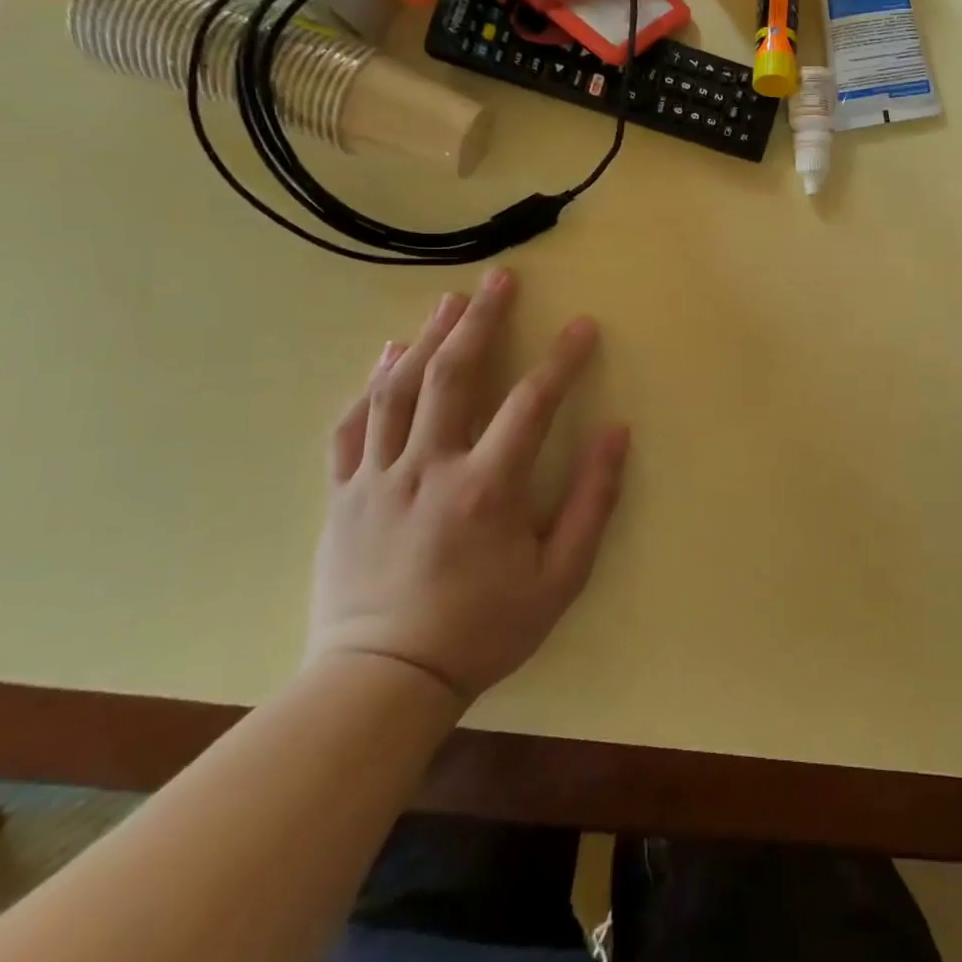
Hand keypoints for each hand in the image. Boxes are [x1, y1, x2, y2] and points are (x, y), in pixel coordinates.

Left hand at [308, 270, 629, 702]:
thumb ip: (592, 501)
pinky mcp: (344, 494)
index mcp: (487, 488)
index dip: (562, 358)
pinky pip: (353, 427)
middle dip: (482, 320)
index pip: (532, 403)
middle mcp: (430, 468)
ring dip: (429, 338)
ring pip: (400, 390)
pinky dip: (370, 385)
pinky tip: (387, 356)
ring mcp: (379, 478)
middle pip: (454, 375)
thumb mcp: (560, 578)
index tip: (583, 325)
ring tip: (451, 300)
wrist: (382, 683)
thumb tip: (617, 432)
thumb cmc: (483, 629)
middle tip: (500, 279)